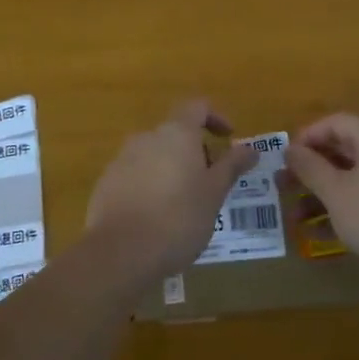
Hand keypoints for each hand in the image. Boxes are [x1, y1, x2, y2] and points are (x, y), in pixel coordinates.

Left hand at [85, 100, 257, 282]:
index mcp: (176, 133)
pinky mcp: (107, 183)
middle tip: (211, 183)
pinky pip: (136, 174)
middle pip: (176, 132)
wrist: (119, 253)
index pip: (197, 106)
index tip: (229, 139)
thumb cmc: (178, 218)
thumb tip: (251, 148)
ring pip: (155, 155)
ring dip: (173, 169)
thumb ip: (232, 166)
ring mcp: (122, 159)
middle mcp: (147, 137)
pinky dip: (151, 185)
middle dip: (196, 151)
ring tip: (186, 204)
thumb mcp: (214, 194)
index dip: (216, 117)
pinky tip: (157, 217)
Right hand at [284, 113, 358, 280]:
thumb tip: (290, 148)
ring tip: (295, 216)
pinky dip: (340, 206)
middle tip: (283, 184)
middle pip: (341, 149)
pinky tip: (317, 232)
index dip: (307, 135)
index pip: (336, 122)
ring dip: (321, 192)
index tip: (286, 157)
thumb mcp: (335, 192)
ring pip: (349, 176)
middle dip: (309, 168)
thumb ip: (309, 167)